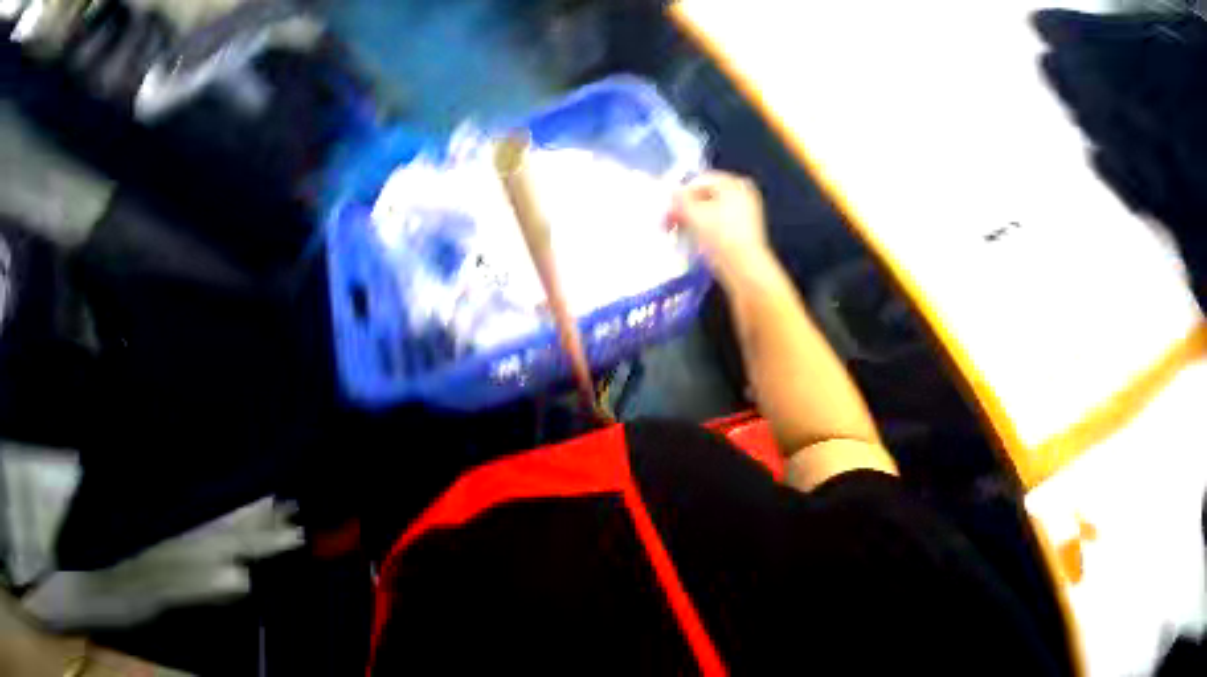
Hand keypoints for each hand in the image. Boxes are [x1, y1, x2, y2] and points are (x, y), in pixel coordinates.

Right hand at [671, 172, 771, 278]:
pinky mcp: (740, 234)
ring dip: (691, 222)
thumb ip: (680, 201)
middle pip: (705, 197)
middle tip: (669, 224)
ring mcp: (743, 215)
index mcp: (733, 184)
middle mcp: (741, 195)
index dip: (680, 195)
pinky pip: (716, 226)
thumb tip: (671, 193)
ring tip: (678, 235)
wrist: (743, 268)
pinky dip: (702, 231)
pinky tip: (693, 244)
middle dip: (684, 210)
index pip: (700, 181)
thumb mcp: (695, 216)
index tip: (666, 211)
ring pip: (709, 213)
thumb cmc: (719, 238)